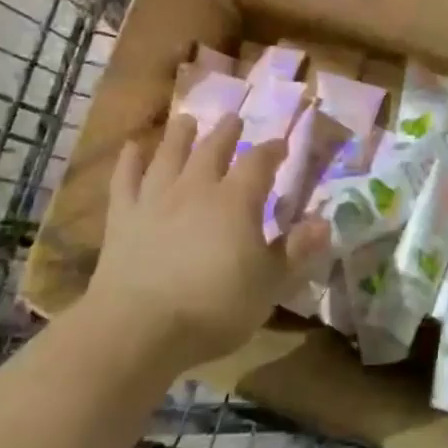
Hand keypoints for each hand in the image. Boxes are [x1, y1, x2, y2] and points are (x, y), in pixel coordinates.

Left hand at [77, 114, 328, 374]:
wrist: (140, 328)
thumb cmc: (215, 308)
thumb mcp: (269, 285)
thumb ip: (295, 250)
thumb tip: (324, 222)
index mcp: (236, 201)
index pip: (259, 163)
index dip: (272, 150)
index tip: (281, 144)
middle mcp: (196, 189)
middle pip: (212, 150)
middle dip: (226, 133)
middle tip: (233, 119)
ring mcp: (155, 200)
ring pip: (169, 156)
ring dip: (180, 136)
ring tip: (186, 120)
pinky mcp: (123, 219)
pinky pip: (125, 181)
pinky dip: (130, 161)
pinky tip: (133, 147)